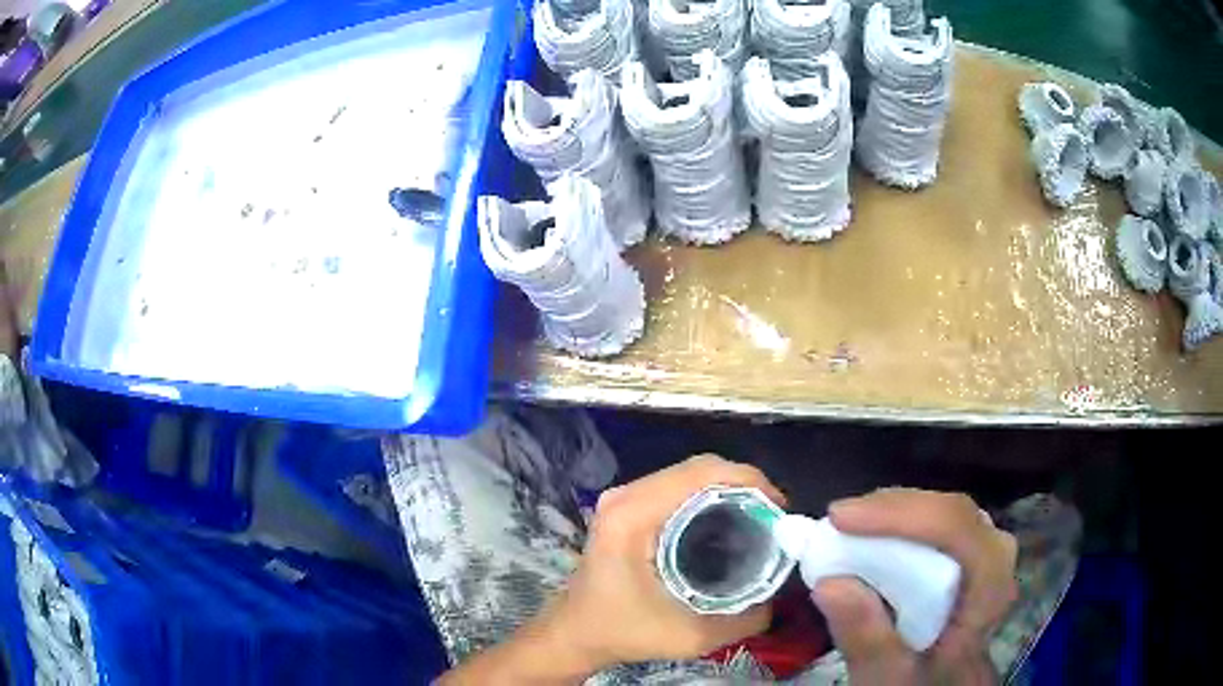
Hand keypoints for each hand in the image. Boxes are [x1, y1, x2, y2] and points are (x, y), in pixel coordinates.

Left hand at [543, 454, 786, 671]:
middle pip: (698, 468)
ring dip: (728, 489)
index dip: (749, 481)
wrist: (576, 633)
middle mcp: (626, 496)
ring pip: (689, 475)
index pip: (702, 473)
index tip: (779, 510)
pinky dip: (709, 496)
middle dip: (744, 484)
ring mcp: (624, 498)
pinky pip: (677, 488)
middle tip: (774, 517)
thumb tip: (780, 598)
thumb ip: (744, 619)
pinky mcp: (627, 507)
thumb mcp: (691, 637)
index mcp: (634, 515)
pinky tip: (729, 521)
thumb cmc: (624, 632)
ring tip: (760, 518)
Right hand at [812, 489, 1017, 685]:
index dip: (900, 516)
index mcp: (990, 590)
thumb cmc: (920, 681)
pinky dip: (902, 521)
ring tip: (848, 526)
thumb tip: (828, 583)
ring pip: (944, 509)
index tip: (841, 519)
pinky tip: (874, 533)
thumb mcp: (888, 675)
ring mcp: (987, 547)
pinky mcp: (972, 547)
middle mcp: (997, 556)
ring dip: (895, 512)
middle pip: (950, 513)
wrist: (946, 681)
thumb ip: (866, 638)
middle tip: (836, 523)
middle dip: (891, 511)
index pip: (956, 532)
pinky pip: (939, 520)